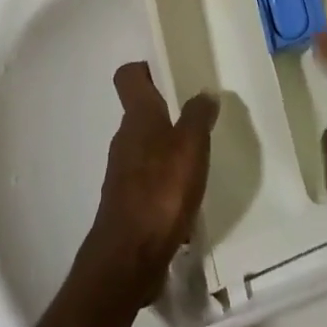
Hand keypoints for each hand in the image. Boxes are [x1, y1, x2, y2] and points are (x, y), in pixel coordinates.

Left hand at [82, 62, 218, 307]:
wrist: (129, 257)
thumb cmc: (161, 191)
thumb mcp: (190, 147)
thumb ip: (198, 116)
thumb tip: (204, 92)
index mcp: (138, 117)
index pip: (129, 76)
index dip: (145, 69)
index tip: (170, 72)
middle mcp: (125, 138)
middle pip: (140, 111)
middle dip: (166, 110)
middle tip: (198, 116)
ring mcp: (123, 172)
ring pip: (146, 146)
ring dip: (168, 148)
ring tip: (199, 158)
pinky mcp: (127, 202)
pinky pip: (149, 179)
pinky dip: (166, 181)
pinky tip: (188, 197)